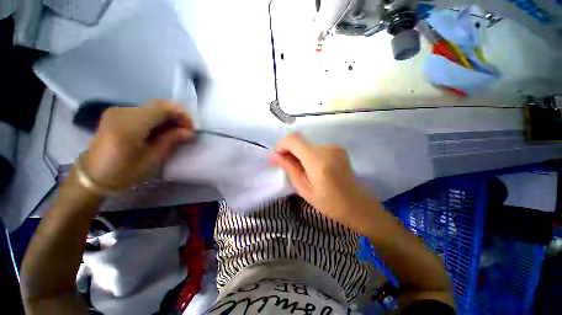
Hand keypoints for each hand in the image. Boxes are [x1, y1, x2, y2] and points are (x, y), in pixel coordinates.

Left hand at [82, 100, 194, 190]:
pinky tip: (160, 131)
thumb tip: (189, 132)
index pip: (163, 110)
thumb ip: (171, 141)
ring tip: (174, 133)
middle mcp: (122, 112)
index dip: (181, 117)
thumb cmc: (123, 173)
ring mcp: (118, 111)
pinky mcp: (117, 114)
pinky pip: (144, 111)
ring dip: (168, 118)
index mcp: (129, 126)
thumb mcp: (152, 160)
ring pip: (152, 107)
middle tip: (184, 131)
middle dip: (176, 116)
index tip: (191, 130)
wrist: (93, 176)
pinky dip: (157, 119)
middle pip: (158, 106)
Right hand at [270, 133, 379, 230]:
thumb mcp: (304, 188)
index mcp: (318, 161)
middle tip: (286, 165)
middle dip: (289, 150)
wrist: (357, 204)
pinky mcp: (338, 148)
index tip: (277, 156)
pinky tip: (312, 167)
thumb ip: (289, 168)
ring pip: (307, 143)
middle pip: (300, 140)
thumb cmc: (329, 203)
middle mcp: (327, 148)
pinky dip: (308, 153)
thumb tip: (274, 156)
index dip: (282, 144)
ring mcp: (334, 147)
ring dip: (299, 153)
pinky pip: (316, 147)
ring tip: (300, 169)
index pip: (294, 139)